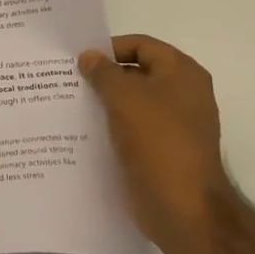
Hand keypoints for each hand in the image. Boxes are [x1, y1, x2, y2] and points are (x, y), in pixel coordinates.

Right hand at [80, 35, 227, 244]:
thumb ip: (103, 72)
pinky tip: (87, 132)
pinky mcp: (164, 151)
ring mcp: (176, 125)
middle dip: (105, 77)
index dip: (109, 49)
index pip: (140, 45)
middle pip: (137, 73)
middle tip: (70, 82)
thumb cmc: (157, 140)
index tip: (79, 61)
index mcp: (182, 73)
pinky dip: (114, 127)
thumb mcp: (124, 97)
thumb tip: (89, 57)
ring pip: (133, 103)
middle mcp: (184, 94)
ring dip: (106, 103)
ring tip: (73, 105)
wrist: (183, 208)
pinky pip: (134, 129)